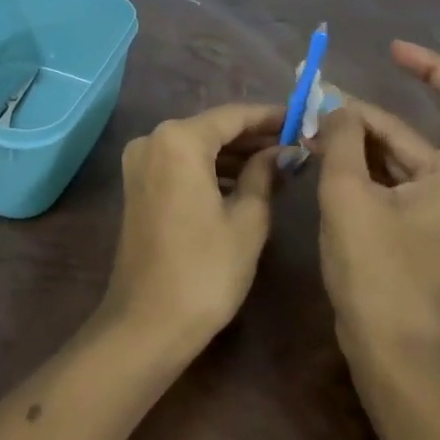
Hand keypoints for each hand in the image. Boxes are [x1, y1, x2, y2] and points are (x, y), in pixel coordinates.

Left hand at [103, 103, 282, 346]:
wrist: (146, 324)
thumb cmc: (205, 270)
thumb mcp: (247, 220)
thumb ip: (264, 174)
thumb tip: (282, 151)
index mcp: (179, 140)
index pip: (233, 115)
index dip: (269, 116)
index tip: (301, 119)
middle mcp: (153, 139)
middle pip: (212, 128)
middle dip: (252, 137)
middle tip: (294, 145)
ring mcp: (141, 162)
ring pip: (196, 146)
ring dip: (233, 155)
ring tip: (277, 166)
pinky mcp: (138, 185)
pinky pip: (181, 164)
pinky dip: (210, 169)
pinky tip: (243, 183)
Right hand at [316, 41, 439, 374]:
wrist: (394, 358)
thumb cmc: (378, 272)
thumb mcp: (348, 196)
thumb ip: (341, 139)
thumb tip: (335, 105)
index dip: (429, 66)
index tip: (388, 51)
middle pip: (415, 132)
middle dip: (364, 117)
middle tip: (313, 105)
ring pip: (401, 158)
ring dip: (358, 143)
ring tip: (310, 131)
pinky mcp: (428, 231)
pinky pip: (397, 183)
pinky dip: (364, 169)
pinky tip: (326, 161)